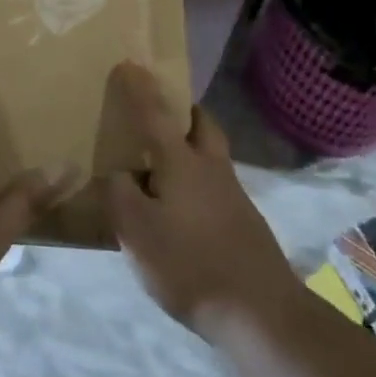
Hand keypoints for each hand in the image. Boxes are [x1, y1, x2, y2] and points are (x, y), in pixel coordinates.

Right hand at [104, 62, 301, 338]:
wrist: (260, 312)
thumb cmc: (190, 263)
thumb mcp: (136, 230)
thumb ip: (118, 194)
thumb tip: (116, 173)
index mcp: (181, 162)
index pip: (155, 114)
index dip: (140, 89)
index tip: (130, 63)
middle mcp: (211, 169)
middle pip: (202, 126)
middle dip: (184, 112)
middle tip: (162, 112)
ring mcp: (233, 196)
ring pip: (211, 157)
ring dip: (191, 148)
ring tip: (162, 166)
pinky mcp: (244, 224)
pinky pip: (215, 187)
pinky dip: (196, 184)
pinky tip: (180, 211)